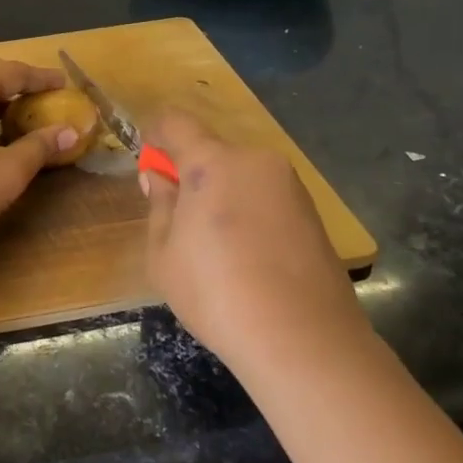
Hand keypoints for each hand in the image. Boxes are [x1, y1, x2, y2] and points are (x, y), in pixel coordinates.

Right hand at [142, 111, 367, 368]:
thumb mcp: (164, 254)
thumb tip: (159, 178)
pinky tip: (248, 257)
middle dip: (192, 173)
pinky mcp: (313, 214)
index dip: (156, 134)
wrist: (304, 340)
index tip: (148, 160)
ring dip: (223, 194)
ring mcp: (290, 186)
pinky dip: (250, 213)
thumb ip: (159, 206)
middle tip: (179, 215)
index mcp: (212, 162)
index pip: (176, 123)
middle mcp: (255, 161)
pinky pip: (267, 198)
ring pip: (242, 176)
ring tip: (216, 245)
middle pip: (212, 151)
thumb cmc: (216, 292)